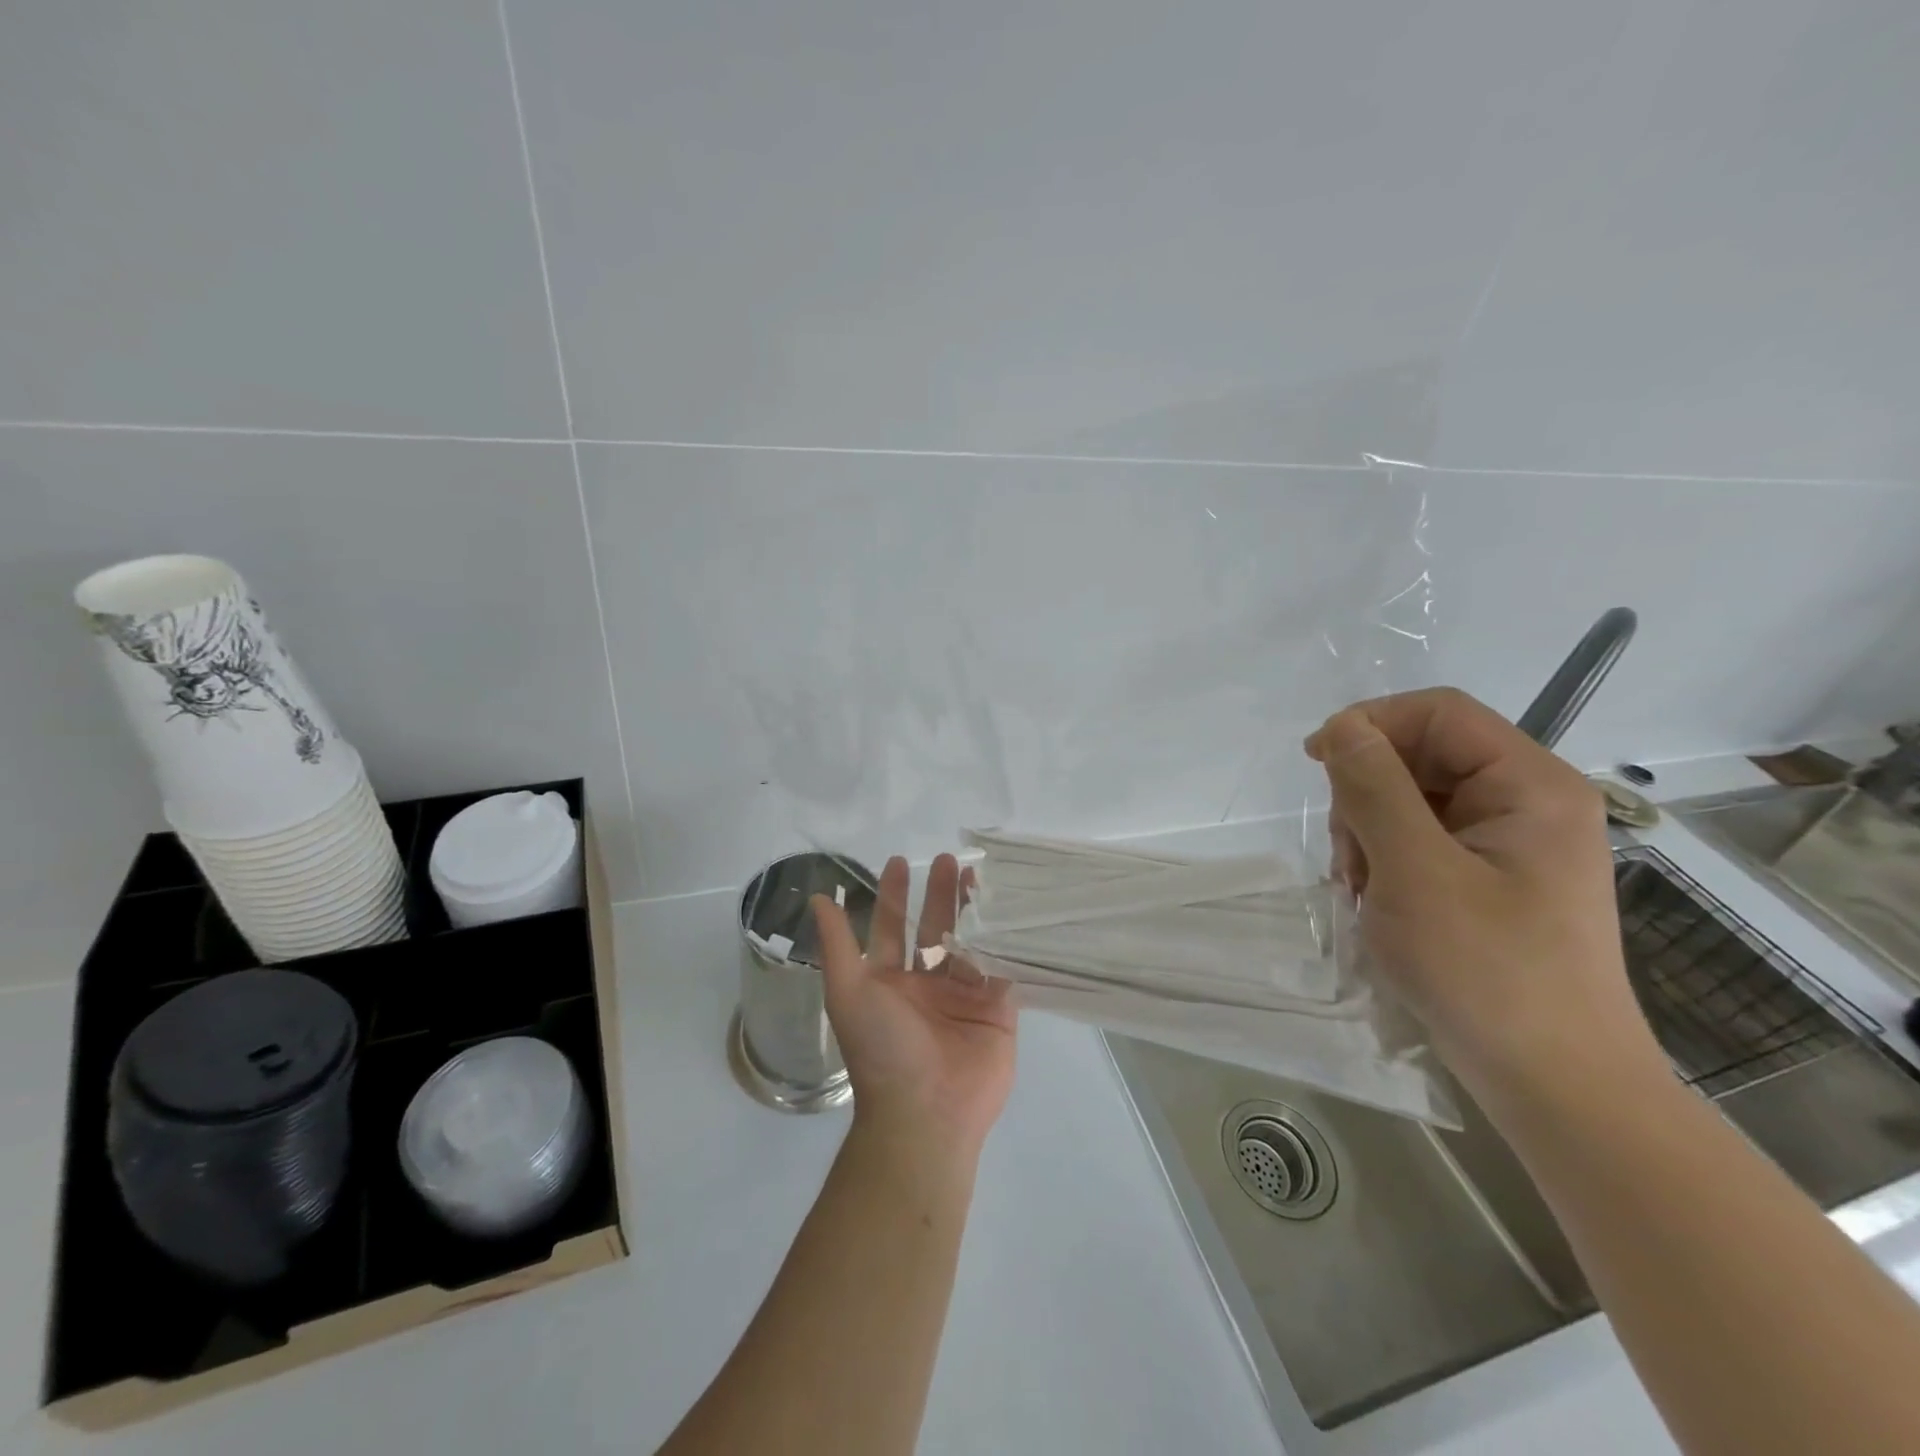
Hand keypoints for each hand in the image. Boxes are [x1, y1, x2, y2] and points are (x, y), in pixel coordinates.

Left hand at [811, 854, 1016, 1154]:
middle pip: (933, 928)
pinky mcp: (997, 1009)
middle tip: (947, 859)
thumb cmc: (882, 1048)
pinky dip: (1003, 938)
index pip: (892, 927)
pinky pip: (1000, 965)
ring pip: (969, 941)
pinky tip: (1008, 908)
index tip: (899, 862)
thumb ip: (836, 944)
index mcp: (889, 981)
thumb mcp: (848, 991)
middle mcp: (926, 985)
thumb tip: (817, 898)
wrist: (927, 1112)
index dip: (894, 895)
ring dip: (970, 908)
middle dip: (937, 893)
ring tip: (975, 874)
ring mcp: (963, 996)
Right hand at [1305, 688, 1668, 1105]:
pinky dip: (1387, 860)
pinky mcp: (1493, 879)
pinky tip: (1378, 902)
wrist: (1554, 1085)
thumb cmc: (1486, 971)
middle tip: (1348, 857)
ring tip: (1362, 889)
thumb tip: (1342, 726)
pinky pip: (1423, 840)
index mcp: (1531, 785)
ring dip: (1370, 832)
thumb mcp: (1414, 870)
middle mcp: (1529, 802)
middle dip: (1367, 793)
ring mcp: (1512, 844)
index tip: (1315, 762)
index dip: (1370, 723)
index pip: (1439, 713)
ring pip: (1414, 800)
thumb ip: (1374, 787)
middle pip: (1423, 756)